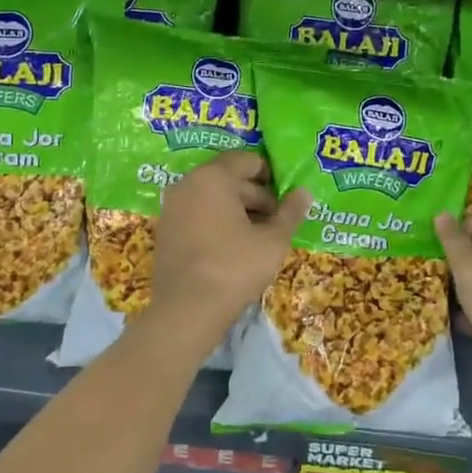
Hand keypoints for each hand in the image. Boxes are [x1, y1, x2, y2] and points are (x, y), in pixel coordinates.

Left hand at [149, 151, 310, 345]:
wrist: (186, 311)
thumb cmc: (234, 267)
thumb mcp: (273, 241)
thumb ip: (290, 212)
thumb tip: (304, 192)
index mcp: (213, 177)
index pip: (247, 160)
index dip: (270, 175)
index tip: (286, 195)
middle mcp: (188, 183)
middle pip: (229, 178)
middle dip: (256, 195)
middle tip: (278, 220)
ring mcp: (173, 207)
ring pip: (213, 197)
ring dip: (238, 210)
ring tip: (260, 235)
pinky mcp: (167, 230)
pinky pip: (198, 213)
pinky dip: (217, 221)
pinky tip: (235, 246)